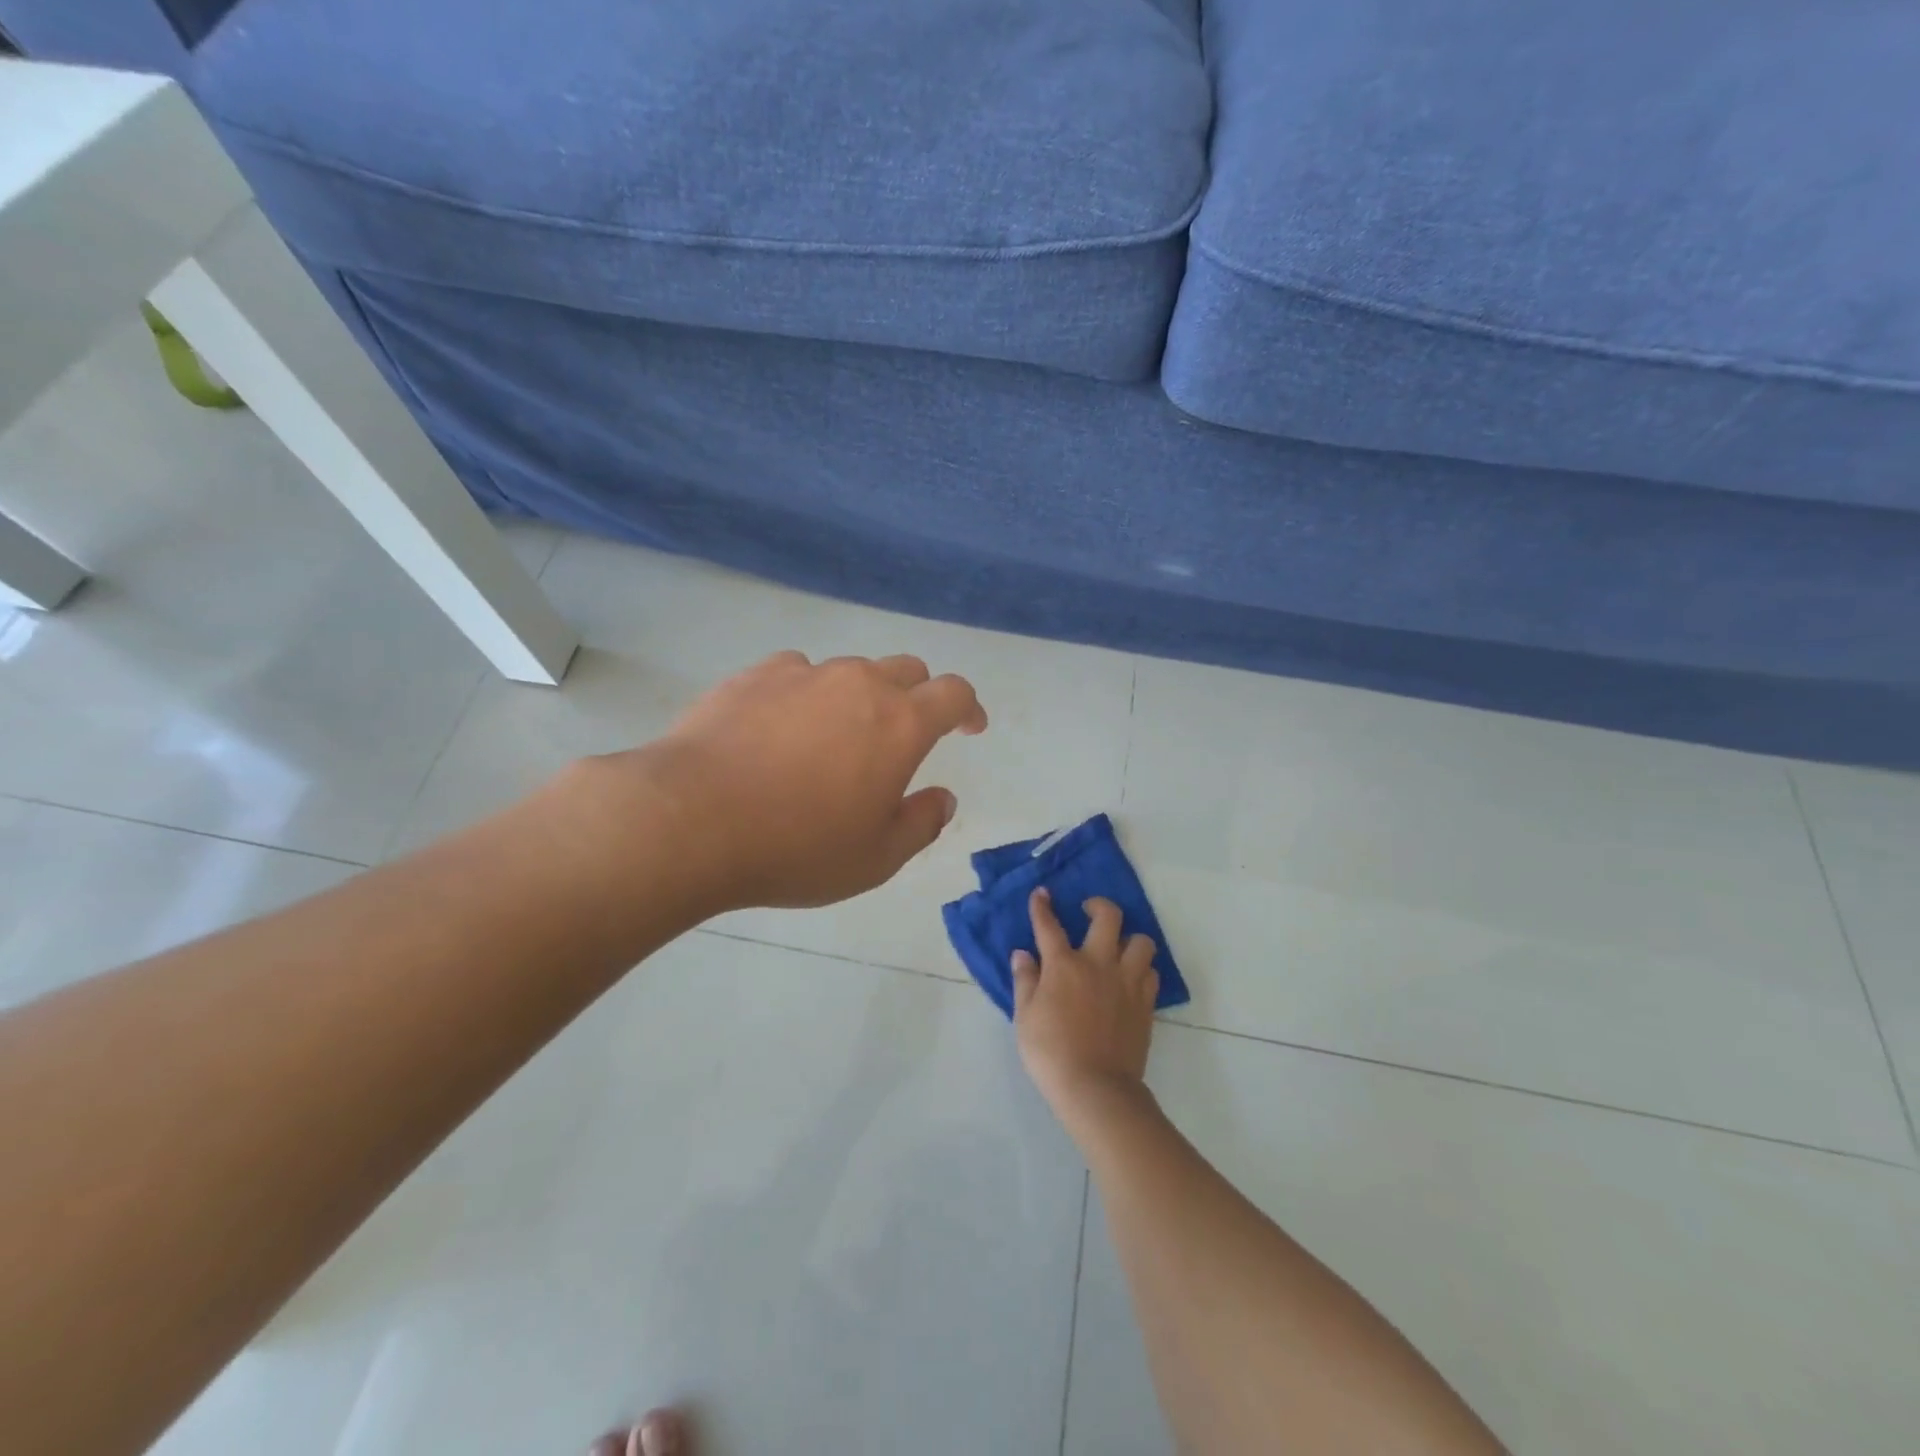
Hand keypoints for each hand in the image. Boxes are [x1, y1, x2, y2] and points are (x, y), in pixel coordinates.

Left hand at [583, 651, 987, 912]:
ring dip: (860, 696)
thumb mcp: (876, 858)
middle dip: (918, 696)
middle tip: (906, 735)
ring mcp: (804, 674)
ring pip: (850, 670)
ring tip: (836, 738)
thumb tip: (943, 799)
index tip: (970, 728)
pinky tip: (783, 726)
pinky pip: (797, 672)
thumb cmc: (797, 847)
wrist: (691, 820)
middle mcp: (859, 684)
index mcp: (901, 723)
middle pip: (907, 669)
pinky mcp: (754, 675)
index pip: (954, 693)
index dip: (969, 708)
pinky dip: (806, 692)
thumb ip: (921, 824)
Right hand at [1012, 888, 1159, 1120]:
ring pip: (1141, 941)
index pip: (1049, 925)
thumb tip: (1023, 954)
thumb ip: (1025, 980)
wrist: (1096, 1088)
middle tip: (1089, 912)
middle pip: (1108, 917)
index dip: (1042, 907)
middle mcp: (1098, 963)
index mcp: (1064, 964)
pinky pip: (1151, 973)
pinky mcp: (1145, 1003)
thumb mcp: (1025, 1016)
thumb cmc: (1051, 1052)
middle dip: (1098, 906)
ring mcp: (1127, 982)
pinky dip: (1142, 969)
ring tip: (1118, 949)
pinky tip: (1131, 978)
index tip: (1041, 894)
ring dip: (1129, 939)